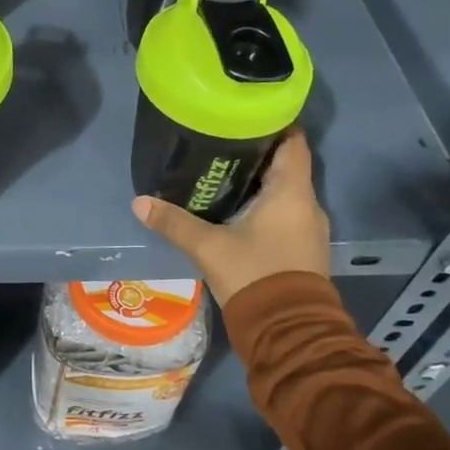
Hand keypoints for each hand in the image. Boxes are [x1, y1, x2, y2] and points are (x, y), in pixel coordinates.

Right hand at [131, 131, 328, 306]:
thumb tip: (139, 202)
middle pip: (287, 166)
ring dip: (262, 184)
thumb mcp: (208, 247)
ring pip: (287, 193)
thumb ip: (174, 222)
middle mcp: (308, 204)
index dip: (273, 125)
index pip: (293, 142)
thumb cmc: (253, 275)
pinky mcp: (306, 250)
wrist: (288, 330)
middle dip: (258, 155)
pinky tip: (240, 213)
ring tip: (226, 177)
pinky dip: (268, 208)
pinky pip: (288, 215)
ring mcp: (310, 229)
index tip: (245, 119)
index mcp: (292, 191)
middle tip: (223, 147)